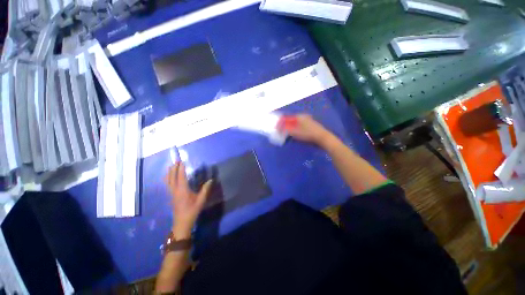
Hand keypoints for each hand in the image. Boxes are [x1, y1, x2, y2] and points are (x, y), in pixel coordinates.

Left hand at [164, 162, 212, 238]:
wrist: (182, 223)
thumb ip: (205, 189)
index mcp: (182, 190)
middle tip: (176, 161)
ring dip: (169, 173)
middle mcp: (175, 190)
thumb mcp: (201, 200)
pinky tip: (169, 177)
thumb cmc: (192, 211)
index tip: (182, 161)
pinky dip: (168, 178)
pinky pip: (168, 184)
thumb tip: (211, 180)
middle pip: (172, 177)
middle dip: (174, 168)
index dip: (181, 168)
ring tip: (171, 166)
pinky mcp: (171, 196)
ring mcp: (172, 193)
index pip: (181, 177)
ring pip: (168, 181)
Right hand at [278, 114, 332, 145]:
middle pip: (290, 120)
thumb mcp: (295, 132)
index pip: (286, 118)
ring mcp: (307, 119)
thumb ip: (286, 130)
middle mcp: (302, 116)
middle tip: (282, 131)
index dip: (280, 123)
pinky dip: (295, 128)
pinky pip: (300, 125)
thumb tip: (280, 129)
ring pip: (295, 122)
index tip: (277, 128)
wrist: (322, 137)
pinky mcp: (310, 124)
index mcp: (298, 116)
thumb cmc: (308, 134)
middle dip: (285, 125)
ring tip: (287, 132)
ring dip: (290, 127)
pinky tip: (296, 132)